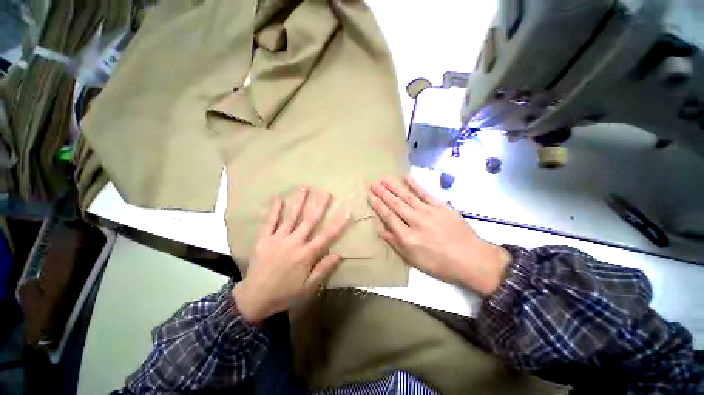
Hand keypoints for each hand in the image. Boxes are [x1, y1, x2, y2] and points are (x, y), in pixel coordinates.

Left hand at [232, 188, 349, 324]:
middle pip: (309, 221)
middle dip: (319, 206)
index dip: (338, 223)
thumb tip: (338, 254)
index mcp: (306, 254)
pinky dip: (274, 211)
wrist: (254, 299)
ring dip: (298, 203)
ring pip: (291, 217)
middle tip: (325, 193)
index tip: (346, 212)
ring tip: (304, 188)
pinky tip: (278, 200)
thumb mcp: (308, 287)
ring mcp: (278, 239)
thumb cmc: (285, 293)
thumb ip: (323, 269)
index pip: (326, 236)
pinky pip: (270, 223)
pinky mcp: (264, 240)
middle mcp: (294, 242)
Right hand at [368, 176, 510, 295]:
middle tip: (373, 183)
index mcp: (408, 237)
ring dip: (394, 186)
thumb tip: (381, 231)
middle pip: (395, 204)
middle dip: (383, 193)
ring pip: (407, 196)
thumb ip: (396, 244)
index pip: (389, 217)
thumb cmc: (440, 264)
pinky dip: (415, 184)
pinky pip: (425, 193)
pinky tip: (406, 177)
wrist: (472, 259)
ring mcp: (429, 212)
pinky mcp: (441, 206)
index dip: (378, 205)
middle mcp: (415, 221)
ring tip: (384, 178)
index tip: (370, 196)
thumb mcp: (414, 260)